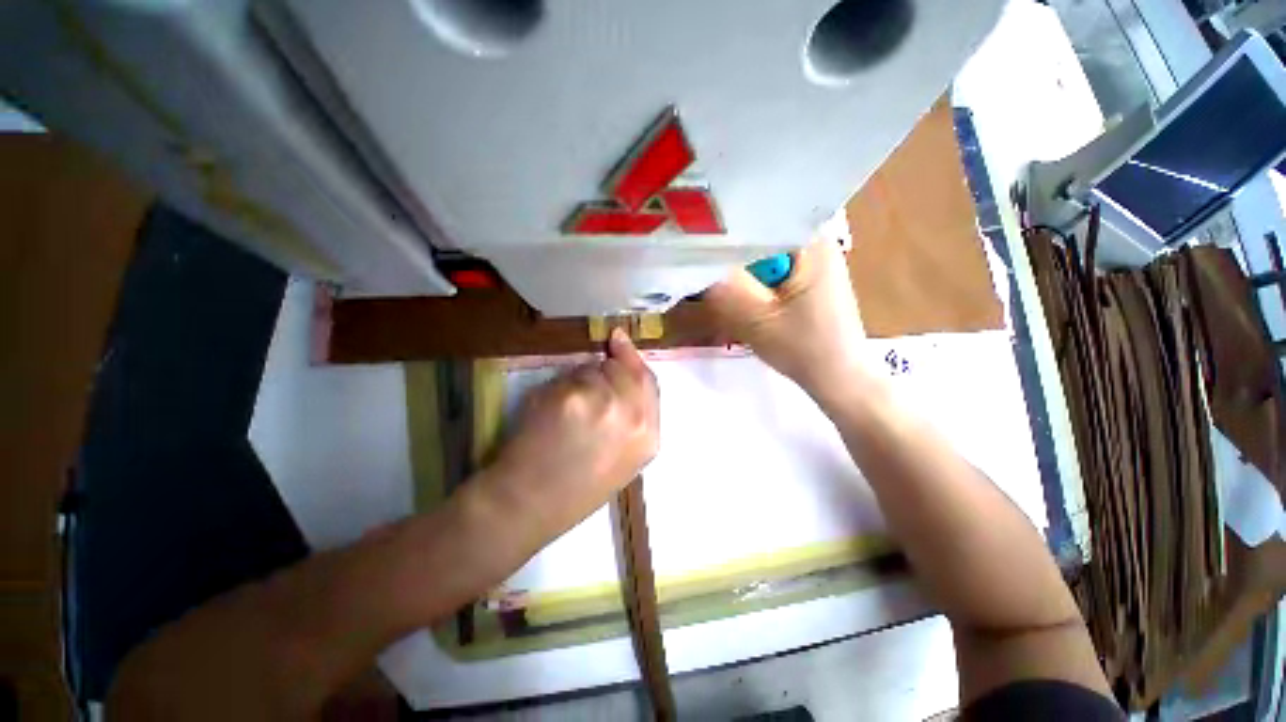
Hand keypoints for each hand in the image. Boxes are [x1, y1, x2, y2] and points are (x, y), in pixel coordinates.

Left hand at [484, 328, 659, 538]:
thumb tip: (621, 374)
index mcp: (649, 436)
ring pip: (592, 369)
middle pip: (622, 369)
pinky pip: (567, 377)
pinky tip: (549, 414)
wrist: (530, 504)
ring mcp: (603, 402)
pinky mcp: (571, 396)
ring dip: (579, 381)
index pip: (648, 381)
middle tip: (584, 392)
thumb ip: (632, 416)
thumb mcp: (622, 457)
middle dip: (604, 371)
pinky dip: (558, 388)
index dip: (632, 358)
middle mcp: (633, 415)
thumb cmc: (576, 488)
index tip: (618, 340)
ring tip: (566, 414)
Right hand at [705, 238, 872, 403]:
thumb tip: (690, 259)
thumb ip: (723, 287)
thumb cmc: (803, 349)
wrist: (837, 379)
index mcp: (809, 240)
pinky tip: (742, 298)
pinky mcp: (805, 277)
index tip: (693, 244)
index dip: (721, 230)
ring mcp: (810, 259)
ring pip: (760, 254)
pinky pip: (769, 268)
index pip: (755, 215)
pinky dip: (751, 281)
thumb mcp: (755, 318)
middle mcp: (812, 240)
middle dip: (729, 254)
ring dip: (739, 271)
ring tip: (718, 288)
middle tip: (703, 272)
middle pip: (756, 234)